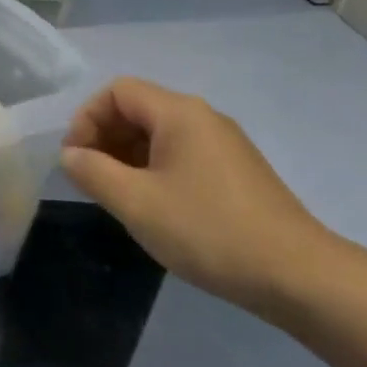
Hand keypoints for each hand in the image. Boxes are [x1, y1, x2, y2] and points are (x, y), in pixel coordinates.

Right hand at [61, 78, 342, 310]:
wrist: (296, 274)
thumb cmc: (207, 231)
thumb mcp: (137, 203)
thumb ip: (93, 172)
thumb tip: (70, 155)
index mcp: (179, 113)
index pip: (117, 91)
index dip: (87, 118)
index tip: (75, 159)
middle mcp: (203, 118)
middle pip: (139, 108)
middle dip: (105, 137)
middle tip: (90, 180)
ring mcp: (224, 144)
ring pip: (160, 134)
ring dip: (127, 156)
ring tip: (116, 196)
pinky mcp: (236, 171)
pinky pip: (182, 154)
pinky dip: (154, 168)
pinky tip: (153, 206)